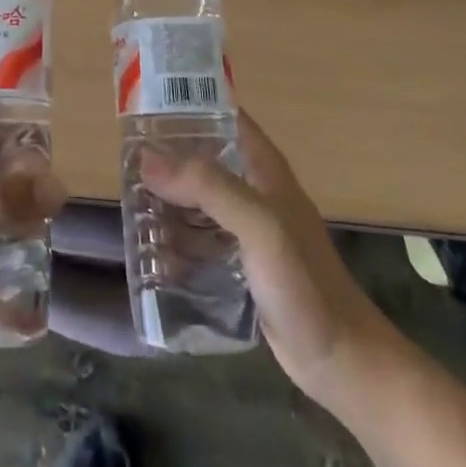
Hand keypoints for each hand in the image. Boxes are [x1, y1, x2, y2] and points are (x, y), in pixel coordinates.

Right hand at [141, 112, 388, 400]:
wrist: (341, 361)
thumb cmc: (304, 284)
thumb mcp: (259, 225)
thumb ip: (208, 187)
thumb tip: (147, 158)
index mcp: (263, 168)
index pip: (222, 115)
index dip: (187, 105)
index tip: (144, 106)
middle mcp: (254, 189)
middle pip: (203, 157)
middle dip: (166, 156)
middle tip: (124, 160)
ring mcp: (248, 228)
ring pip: (198, 198)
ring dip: (167, 198)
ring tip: (129, 202)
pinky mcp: (240, 263)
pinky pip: (200, 237)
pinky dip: (177, 237)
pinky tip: (151, 248)